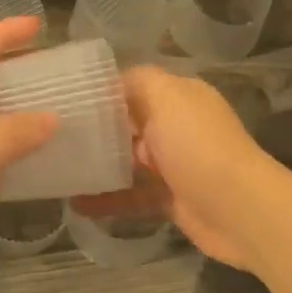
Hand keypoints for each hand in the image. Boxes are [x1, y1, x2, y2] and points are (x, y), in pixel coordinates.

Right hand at [74, 66, 281, 271]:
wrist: (239, 210)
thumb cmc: (198, 146)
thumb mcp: (167, 97)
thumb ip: (138, 82)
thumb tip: (110, 82)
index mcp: (179, 97)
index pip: (133, 86)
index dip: (101, 93)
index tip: (63, 102)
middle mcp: (177, 127)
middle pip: (128, 124)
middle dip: (94, 131)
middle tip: (52, 138)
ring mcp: (175, 165)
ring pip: (128, 162)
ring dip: (98, 167)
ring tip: (58, 171)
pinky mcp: (171, 200)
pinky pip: (133, 196)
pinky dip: (108, 200)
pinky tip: (77, 205)